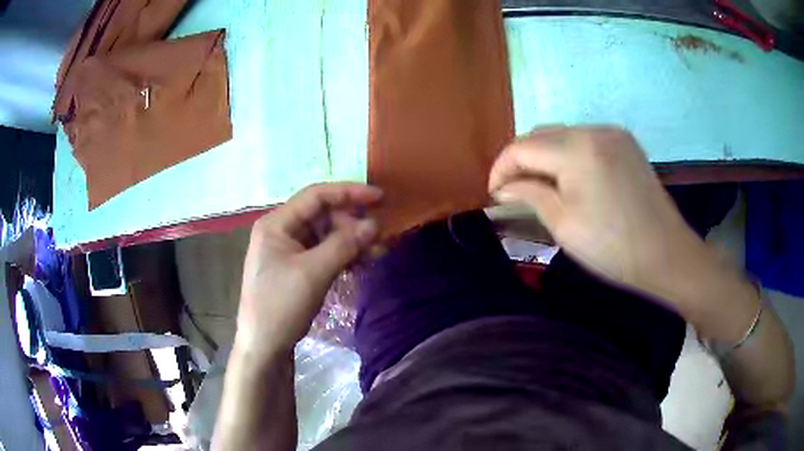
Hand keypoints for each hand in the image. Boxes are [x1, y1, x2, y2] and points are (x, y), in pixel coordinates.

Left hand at [236, 183, 382, 359]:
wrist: (264, 348)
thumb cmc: (280, 306)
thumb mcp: (312, 273)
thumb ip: (344, 245)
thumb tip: (374, 224)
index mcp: (276, 224)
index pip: (315, 196)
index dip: (349, 193)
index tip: (379, 198)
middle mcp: (282, 231)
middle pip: (322, 215)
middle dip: (352, 223)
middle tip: (379, 237)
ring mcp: (289, 251)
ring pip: (326, 235)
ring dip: (352, 241)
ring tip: (378, 252)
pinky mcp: (298, 269)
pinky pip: (325, 253)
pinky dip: (344, 256)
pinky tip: (363, 263)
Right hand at [488, 126, 706, 296]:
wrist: (665, 253)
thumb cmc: (612, 247)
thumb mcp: (563, 224)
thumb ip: (529, 195)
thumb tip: (502, 188)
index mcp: (576, 149)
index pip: (522, 147)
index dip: (501, 168)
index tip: (494, 194)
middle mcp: (593, 130)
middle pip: (541, 134)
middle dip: (522, 160)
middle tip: (515, 191)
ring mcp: (612, 133)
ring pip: (563, 134)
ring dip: (545, 156)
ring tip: (541, 185)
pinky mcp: (625, 142)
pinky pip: (585, 139)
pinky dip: (569, 154)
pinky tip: (571, 178)